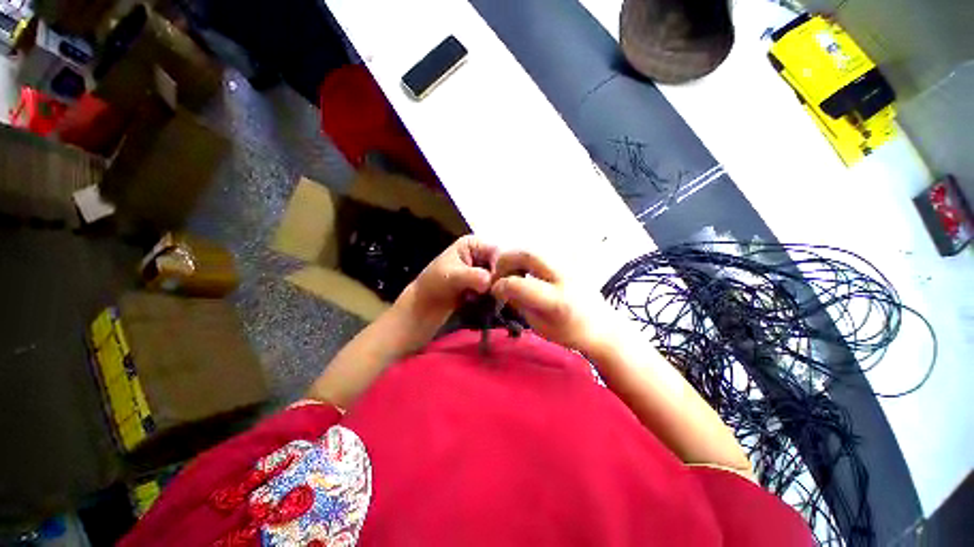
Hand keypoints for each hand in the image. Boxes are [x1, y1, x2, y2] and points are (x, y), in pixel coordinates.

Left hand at [399, 235, 499, 327]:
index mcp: (472, 243)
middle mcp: (480, 253)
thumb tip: (490, 281)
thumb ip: (473, 276)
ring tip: (484, 297)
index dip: (500, 266)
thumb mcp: (453, 276)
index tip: (496, 282)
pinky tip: (484, 301)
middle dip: (498, 278)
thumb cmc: (434, 285)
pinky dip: (492, 294)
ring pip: (500, 277)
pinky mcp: (482, 284)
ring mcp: (482, 269)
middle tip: (492, 292)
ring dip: (495, 288)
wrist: (424, 307)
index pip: (496, 251)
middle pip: (501, 263)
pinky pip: (495, 287)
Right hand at [491, 250, 613, 352]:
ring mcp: (571, 263)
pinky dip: (528, 255)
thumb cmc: (568, 331)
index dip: (500, 285)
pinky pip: (543, 248)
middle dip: (505, 260)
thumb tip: (500, 286)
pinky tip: (527, 267)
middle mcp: (565, 276)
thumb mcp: (538, 324)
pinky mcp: (572, 257)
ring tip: (512, 270)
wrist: (600, 324)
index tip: (495, 290)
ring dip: (516, 255)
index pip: (518, 284)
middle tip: (499, 273)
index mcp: (557, 301)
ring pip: (534, 246)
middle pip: (527, 254)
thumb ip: (518, 302)